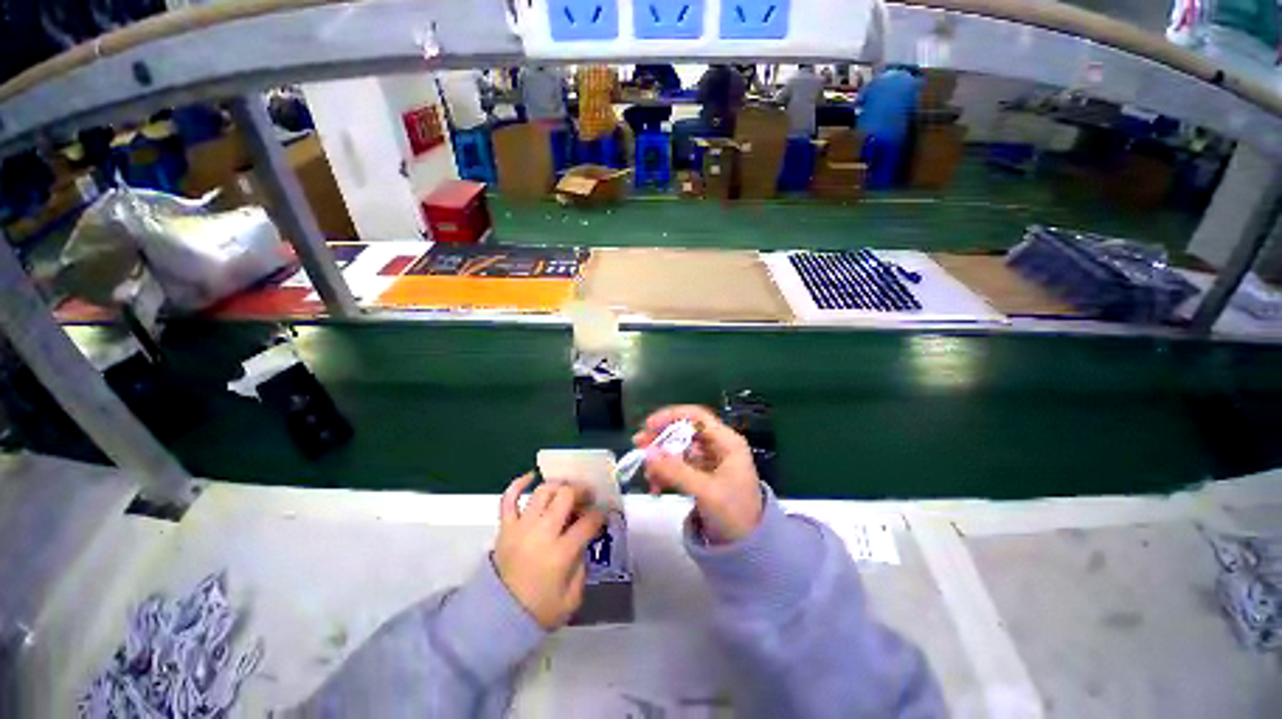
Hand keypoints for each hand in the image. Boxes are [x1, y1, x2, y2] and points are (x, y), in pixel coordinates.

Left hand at [494, 474, 604, 629]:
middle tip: (586, 496)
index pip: (588, 521)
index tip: (601, 514)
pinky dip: (518, 484)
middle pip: (566, 496)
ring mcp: (521, 527)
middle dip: (581, 491)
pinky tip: (531, 477)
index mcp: (561, 553)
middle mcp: (542, 533)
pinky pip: (508, 499)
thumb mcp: (572, 597)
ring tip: (565, 490)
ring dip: (558, 486)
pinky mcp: (505, 527)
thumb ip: (582, 565)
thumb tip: (583, 541)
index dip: (599, 514)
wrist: (497, 618)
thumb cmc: (539, 610)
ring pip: (543, 491)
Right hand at [634, 405, 762, 544]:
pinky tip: (655, 487)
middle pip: (684, 432)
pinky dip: (666, 474)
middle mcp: (718, 446)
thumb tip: (647, 454)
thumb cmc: (734, 515)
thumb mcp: (705, 492)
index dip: (671, 416)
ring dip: (661, 460)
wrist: (748, 549)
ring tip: (647, 475)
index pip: (696, 417)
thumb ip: (676, 471)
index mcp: (727, 442)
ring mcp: (710, 461)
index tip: (648, 426)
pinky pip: (679, 467)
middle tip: (638, 446)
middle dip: (661, 440)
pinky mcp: (702, 476)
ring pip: (679, 450)